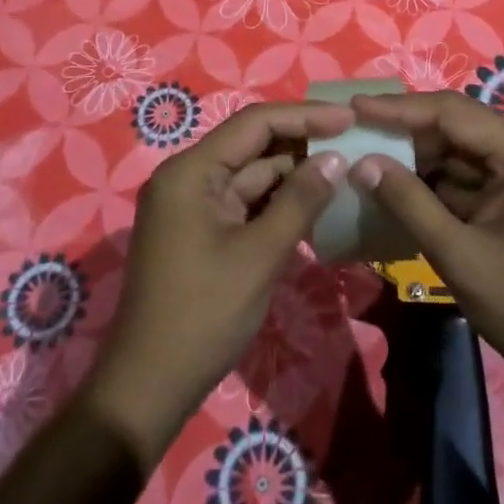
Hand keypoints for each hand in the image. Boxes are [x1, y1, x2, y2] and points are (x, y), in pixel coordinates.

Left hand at [86, 101, 350, 461]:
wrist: (148, 387)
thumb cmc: (203, 315)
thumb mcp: (259, 256)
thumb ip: (299, 201)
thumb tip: (336, 159)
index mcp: (192, 171)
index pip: (255, 123)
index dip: (305, 116)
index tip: (350, 118)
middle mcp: (188, 177)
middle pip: (253, 145)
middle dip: (303, 144)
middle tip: (354, 144)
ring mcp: (193, 205)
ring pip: (252, 175)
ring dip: (294, 175)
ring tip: (344, 172)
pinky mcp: (201, 231)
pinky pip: (245, 203)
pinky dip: (278, 203)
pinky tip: (315, 205)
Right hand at [349, 92, 503, 408]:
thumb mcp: (460, 256)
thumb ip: (409, 202)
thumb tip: (363, 163)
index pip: (453, 112)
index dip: (400, 108)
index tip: (355, 107)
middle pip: (460, 126)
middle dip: (408, 131)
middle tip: (358, 131)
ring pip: (465, 152)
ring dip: (422, 158)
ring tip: (371, 157)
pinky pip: (476, 177)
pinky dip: (441, 182)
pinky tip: (403, 188)